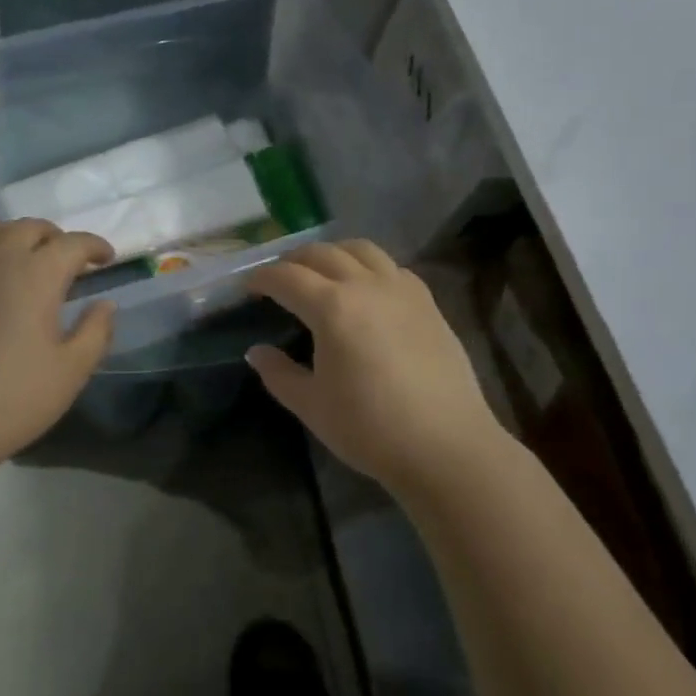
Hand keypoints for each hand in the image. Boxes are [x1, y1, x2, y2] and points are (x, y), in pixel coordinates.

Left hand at [0, 220, 115, 475]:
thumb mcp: (72, 372)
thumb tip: (104, 303)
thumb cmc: (13, 399)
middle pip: (28, 228)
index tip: (106, 258)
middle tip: (65, 259)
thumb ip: (96, 331)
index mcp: (37, 275)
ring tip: (18, 255)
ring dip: (8, 235)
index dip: (94, 246)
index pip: (73, 244)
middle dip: (53, 237)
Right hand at [246, 241, 499, 497]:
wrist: (446, 446)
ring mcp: (401, 289)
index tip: (248, 287)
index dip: (261, 278)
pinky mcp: (427, 302)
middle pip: (321, 253)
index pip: (286, 277)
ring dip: (332, 253)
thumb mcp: (312, 406)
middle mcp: (365, 285)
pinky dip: (369, 266)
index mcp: (332, 307)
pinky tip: (367, 289)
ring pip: (360, 249)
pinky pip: (392, 267)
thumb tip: (257, 352)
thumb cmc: (370, 428)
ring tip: (322, 272)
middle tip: (278, 279)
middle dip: (292, 261)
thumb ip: (279, 373)